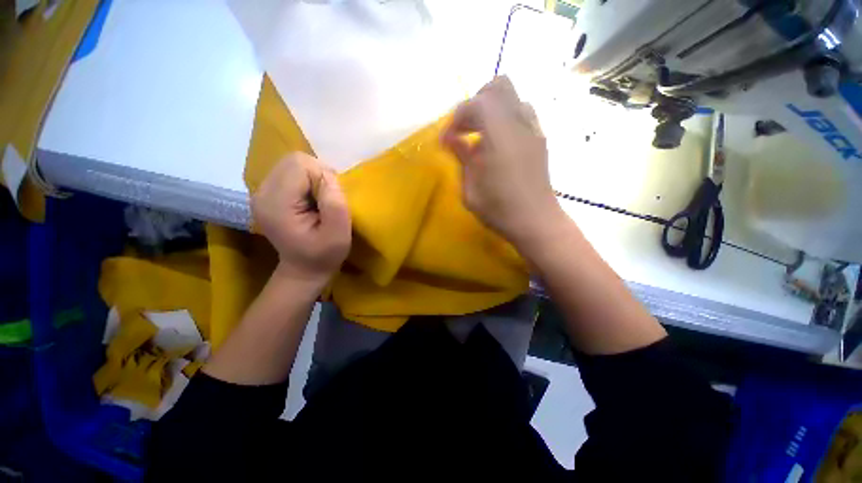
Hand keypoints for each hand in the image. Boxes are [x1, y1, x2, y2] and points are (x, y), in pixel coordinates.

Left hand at [252, 153, 351, 286]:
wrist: (303, 269)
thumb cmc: (324, 255)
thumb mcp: (338, 235)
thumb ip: (335, 204)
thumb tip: (329, 177)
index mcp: (276, 204)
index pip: (301, 165)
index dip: (324, 177)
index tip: (332, 200)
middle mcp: (262, 192)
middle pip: (294, 160)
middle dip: (318, 174)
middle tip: (327, 198)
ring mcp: (262, 191)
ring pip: (293, 163)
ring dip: (313, 177)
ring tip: (320, 200)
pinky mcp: (268, 193)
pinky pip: (291, 172)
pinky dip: (307, 181)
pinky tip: (311, 200)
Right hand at [441, 76, 562, 248]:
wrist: (536, 222)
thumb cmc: (500, 210)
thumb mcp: (471, 189)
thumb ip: (462, 157)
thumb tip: (452, 139)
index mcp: (500, 136)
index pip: (476, 104)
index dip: (456, 119)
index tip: (446, 140)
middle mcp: (520, 124)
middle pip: (499, 87)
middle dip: (476, 103)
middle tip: (465, 129)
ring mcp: (534, 130)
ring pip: (513, 98)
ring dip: (492, 110)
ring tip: (480, 136)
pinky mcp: (540, 139)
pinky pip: (522, 114)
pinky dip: (505, 120)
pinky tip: (497, 145)